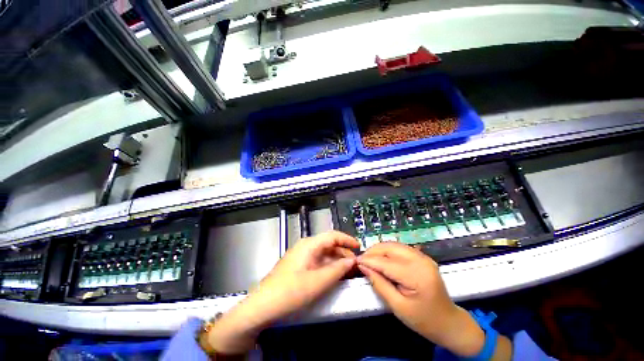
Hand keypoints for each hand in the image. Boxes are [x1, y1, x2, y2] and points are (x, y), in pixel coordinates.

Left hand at [208, 231, 359, 354]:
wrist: (263, 305)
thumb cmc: (291, 291)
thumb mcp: (318, 281)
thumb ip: (337, 269)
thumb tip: (351, 261)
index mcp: (309, 244)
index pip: (332, 235)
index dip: (347, 239)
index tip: (359, 247)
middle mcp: (306, 246)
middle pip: (328, 243)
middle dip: (343, 252)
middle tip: (355, 264)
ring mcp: (301, 255)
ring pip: (323, 252)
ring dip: (336, 259)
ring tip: (347, 270)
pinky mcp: (299, 264)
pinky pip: (317, 260)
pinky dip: (327, 265)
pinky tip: (333, 274)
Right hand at [357, 242, 485, 356]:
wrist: (449, 322)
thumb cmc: (423, 320)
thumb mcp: (398, 306)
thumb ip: (379, 284)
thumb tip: (363, 267)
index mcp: (417, 276)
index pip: (386, 262)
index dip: (369, 260)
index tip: (355, 261)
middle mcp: (421, 261)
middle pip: (390, 248)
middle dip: (373, 251)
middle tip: (362, 259)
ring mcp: (423, 257)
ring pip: (394, 245)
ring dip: (380, 249)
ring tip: (369, 258)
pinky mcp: (422, 257)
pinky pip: (400, 248)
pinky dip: (388, 250)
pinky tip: (382, 258)